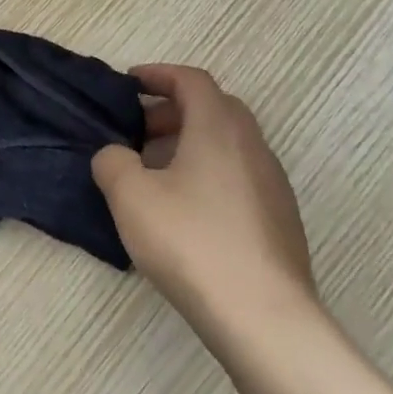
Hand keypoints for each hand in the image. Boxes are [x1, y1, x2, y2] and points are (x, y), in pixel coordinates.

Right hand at [92, 64, 318, 346]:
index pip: (192, 80)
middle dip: (172, 111)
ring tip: (154, 173)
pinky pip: (238, 176)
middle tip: (137, 131)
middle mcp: (252, 146)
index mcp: (218, 128)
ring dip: (190, 144)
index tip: (129, 84)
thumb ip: (112, 162)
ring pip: (228, 144)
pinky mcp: (279, 219)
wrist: (263, 318)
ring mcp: (272, 184)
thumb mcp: (130, 196)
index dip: (158, 75)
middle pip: (214, 108)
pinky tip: (184, 210)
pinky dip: (208, 173)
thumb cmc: (191, 242)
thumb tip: (116, 155)